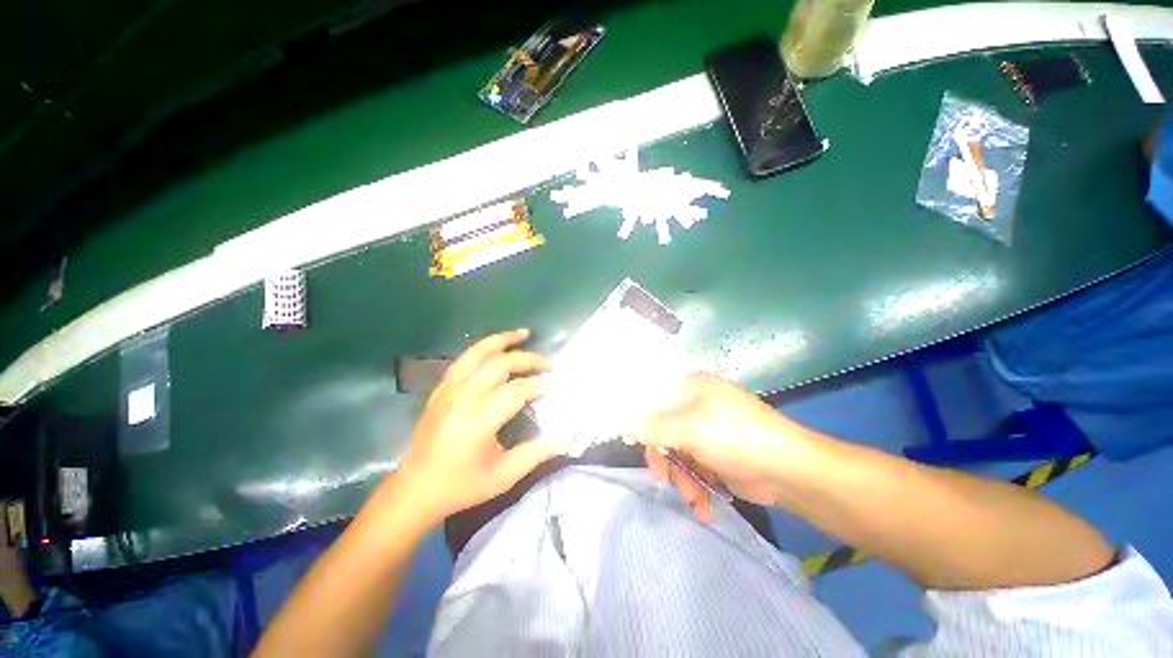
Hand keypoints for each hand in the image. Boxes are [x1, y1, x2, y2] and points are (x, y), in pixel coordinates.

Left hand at [396, 329, 563, 522]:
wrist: (415, 489)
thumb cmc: (461, 486)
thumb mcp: (503, 476)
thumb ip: (535, 454)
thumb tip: (564, 440)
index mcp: (478, 420)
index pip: (516, 390)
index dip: (539, 385)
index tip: (555, 385)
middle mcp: (463, 397)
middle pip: (500, 364)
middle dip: (528, 359)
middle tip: (548, 363)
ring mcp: (448, 389)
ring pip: (478, 352)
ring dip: (503, 340)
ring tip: (523, 333)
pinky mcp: (440, 389)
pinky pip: (464, 359)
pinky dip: (483, 348)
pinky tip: (496, 347)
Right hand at [638, 373, 819, 517]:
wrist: (790, 470)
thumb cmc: (735, 437)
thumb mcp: (688, 429)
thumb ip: (652, 427)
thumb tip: (625, 427)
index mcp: (690, 387)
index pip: (653, 400)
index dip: (642, 423)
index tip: (637, 445)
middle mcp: (697, 405)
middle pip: (664, 429)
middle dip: (664, 458)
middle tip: (662, 477)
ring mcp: (708, 430)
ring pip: (677, 452)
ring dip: (681, 477)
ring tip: (693, 498)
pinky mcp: (717, 453)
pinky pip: (694, 466)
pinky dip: (696, 485)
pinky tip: (703, 505)